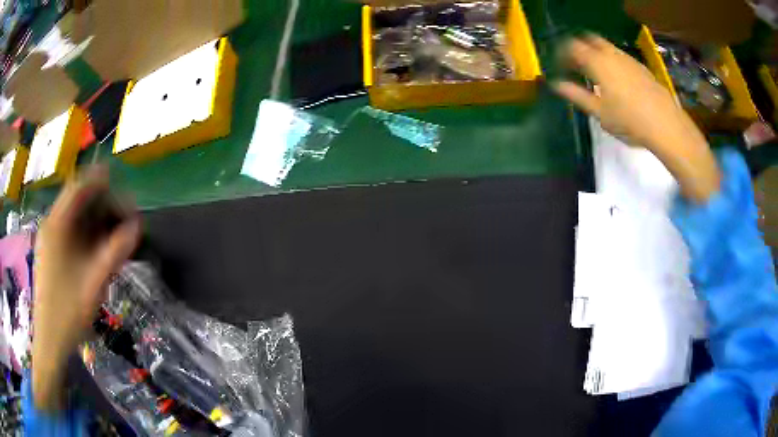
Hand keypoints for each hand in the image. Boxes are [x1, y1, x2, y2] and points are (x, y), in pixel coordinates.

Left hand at [32, 168, 139, 410]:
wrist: (50, 342)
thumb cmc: (68, 313)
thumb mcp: (94, 282)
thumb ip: (116, 251)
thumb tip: (137, 226)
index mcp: (57, 225)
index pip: (79, 186)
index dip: (101, 181)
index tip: (123, 188)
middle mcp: (52, 225)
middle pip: (79, 201)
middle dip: (103, 205)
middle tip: (125, 221)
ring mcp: (50, 240)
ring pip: (76, 218)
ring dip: (97, 222)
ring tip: (116, 238)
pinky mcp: (52, 254)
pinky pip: (72, 234)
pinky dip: (88, 236)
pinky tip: (99, 252)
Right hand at [552, 35, 719, 202]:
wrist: (666, 126)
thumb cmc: (630, 122)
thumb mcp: (600, 113)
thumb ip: (577, 95)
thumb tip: (557, 85)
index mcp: (598, 63)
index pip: (572, 47)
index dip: (563, 54)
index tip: (560, 66)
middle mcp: (612, 55)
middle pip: (590, 40)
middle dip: (580, 49)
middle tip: (577, 65)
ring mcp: (629, 59)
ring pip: (607, 47)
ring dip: (597, 54)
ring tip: (595, 74)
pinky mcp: (641, 68)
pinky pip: (620, 57)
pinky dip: (612, 61)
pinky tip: (617, 80)